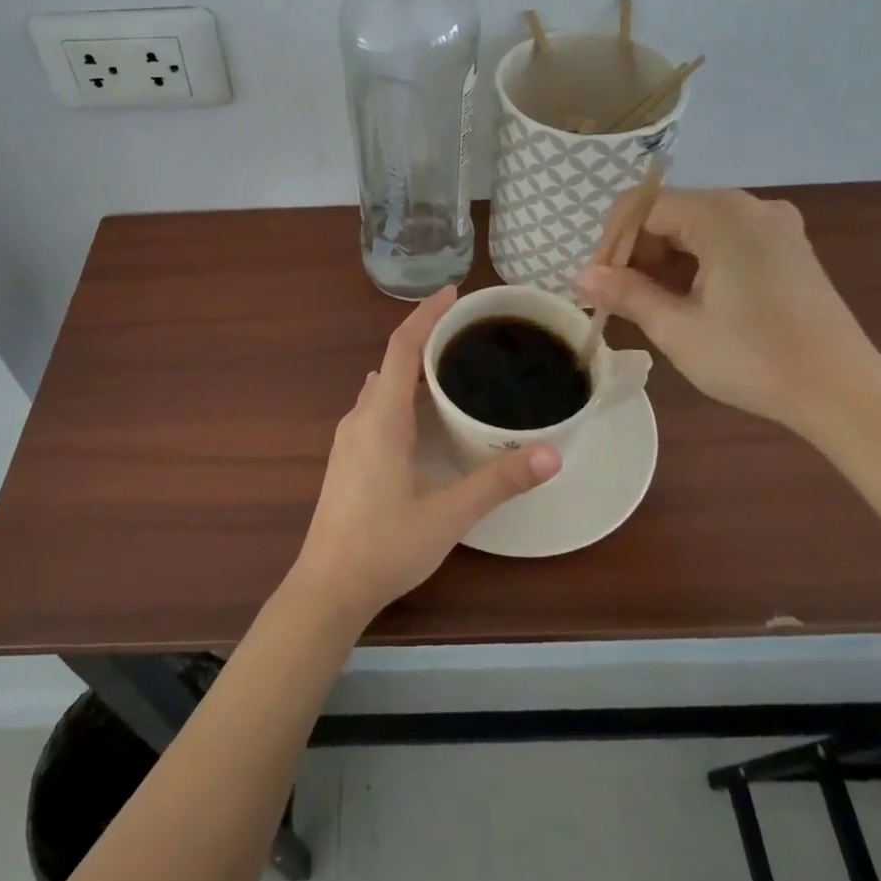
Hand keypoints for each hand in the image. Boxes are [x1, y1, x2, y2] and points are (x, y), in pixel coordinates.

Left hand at [290, 287, 560, 625]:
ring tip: (453, 366)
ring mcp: (349, 438)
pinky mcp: (348, 457)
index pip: (401, 348)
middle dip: (426, 338)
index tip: (452, 292)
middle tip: (468, 331)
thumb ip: (499, 482)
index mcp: (382, 418)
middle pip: (392, 362)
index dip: (426, 315)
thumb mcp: (449, 514)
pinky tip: (425, 414)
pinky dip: (402, 394)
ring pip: (382, 386)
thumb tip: (552, 454)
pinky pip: (376, 407)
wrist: (327, 588)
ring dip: (412, 368)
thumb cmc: (385, 546)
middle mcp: (360, 418)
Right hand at [576, 188, 880, 432]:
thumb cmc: (753, 359)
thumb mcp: (677, 329)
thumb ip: (625, 293)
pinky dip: (696, 262)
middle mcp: (749, 205)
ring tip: (652, 306)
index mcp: (721, 215)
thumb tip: (579, 276)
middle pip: (668, 212)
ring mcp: (773, 224)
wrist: (843, 393)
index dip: (611, 243)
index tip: (598, 286)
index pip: (641, 207)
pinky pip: (723, 238)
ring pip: (694, 226)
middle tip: (621, 300)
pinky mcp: (786, 246)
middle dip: (636, 253)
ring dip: (664, 260)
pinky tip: (689, 300)